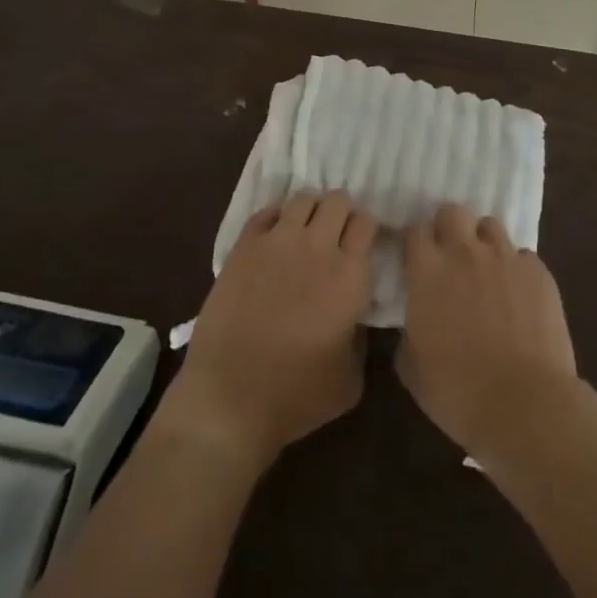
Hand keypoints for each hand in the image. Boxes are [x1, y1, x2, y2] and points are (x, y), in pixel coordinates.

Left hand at [158, 191, 375, 468]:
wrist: (230, 398)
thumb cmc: (296, 397)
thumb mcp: (350, 379)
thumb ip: (361, 336)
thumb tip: (354, 314)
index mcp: (350, 276)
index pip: (366, 222)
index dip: (365, 230)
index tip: (361, 244)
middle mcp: (317, 247)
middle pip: (338, 200)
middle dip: (340, 212)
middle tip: (334, 236)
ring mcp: (278, 241)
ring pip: (303, 198)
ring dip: (310, 210)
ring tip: (305, 232)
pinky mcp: (245, 245)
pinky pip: (267, 212)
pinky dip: (277, 218)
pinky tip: (276, 238)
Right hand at [397, 203, 585, 463]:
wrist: (525, 405)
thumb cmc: (458, 392)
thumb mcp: (413, 369)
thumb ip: (408, 333)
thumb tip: (414, 323)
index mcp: (428, 271)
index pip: (415, 231)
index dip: (416, 243)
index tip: (417, 259)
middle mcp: (464, 252)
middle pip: (452, 212)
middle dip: (449, 227)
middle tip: (452, 255)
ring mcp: (504, 258)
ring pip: (490, 226)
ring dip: (484, 243)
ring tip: (487, 270)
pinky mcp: (537, 272)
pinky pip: (523, 256)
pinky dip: (517, 269)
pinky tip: (519, 295)